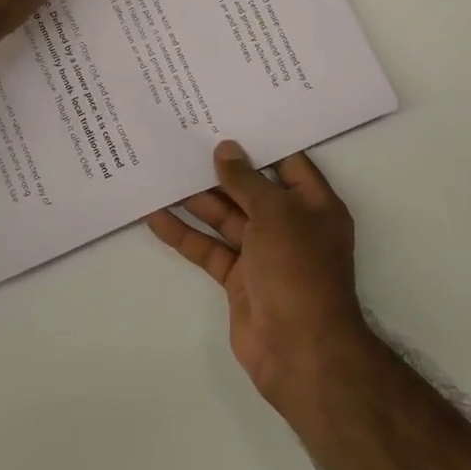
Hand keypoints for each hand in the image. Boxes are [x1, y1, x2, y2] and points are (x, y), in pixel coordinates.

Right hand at [148, 142, 372, 410]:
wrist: (299, 349)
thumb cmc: (298, 269)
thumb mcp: (276, 214)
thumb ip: (247, 181)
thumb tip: (225, 150)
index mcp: (314, 205)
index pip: (288, 163)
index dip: (260, 143)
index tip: (227, 120)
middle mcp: (291, 226)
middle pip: (251, 190)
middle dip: (220, 170)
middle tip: (184, 141)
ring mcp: (264, 254)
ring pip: (226, 219)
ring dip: (196, 200)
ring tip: (162, 172)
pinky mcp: (239, 279)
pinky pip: (209, 249)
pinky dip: (185, 235)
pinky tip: (156, 216)